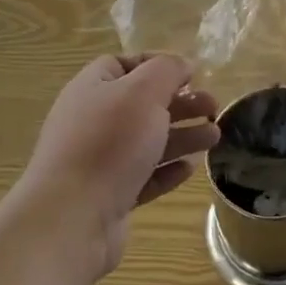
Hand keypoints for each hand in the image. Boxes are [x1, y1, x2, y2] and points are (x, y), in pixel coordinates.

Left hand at [20, 54, 219, 279]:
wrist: (70, 220)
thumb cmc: (109, 142)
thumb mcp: (144, 91)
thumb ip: (167, 70)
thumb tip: (182, 64)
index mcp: (92, 89)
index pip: (124, 65)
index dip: (158, 64)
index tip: (191, 74)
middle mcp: (92, 122)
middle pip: (142, 104)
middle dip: (180, 103)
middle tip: (213, 107)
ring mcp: (98, 162)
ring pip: (147, 141)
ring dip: (182, 136)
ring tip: (214, 137)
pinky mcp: (108, 197)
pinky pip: (143, 176)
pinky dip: (167, 170)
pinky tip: (189, 169)